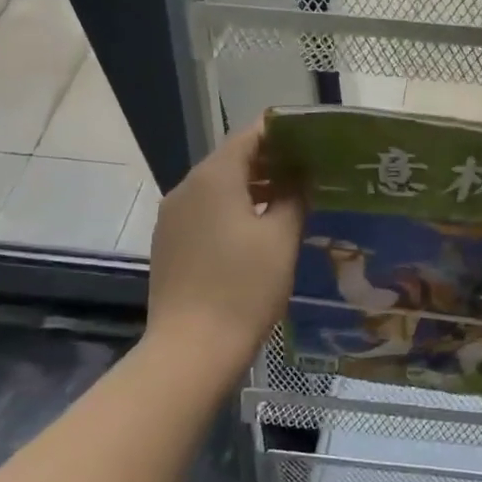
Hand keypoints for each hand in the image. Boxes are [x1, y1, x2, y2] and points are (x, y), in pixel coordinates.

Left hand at [144, 121, 303, 373]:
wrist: (192, 349)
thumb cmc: (244, 287)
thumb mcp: (282, 237)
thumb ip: (294, 196)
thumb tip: (300, 175)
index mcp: (214, 177)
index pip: (250, 135)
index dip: (282, 132)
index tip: (312, 139)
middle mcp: (187, 187)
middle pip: (232, 158)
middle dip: (270, 161)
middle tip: (309, 171)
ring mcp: (173, 216)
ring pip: (218, 186)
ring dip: (252, 186)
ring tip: (290, 199)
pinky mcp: (169, 242)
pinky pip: (205, 211)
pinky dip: (233, 209)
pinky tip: (258, 229)